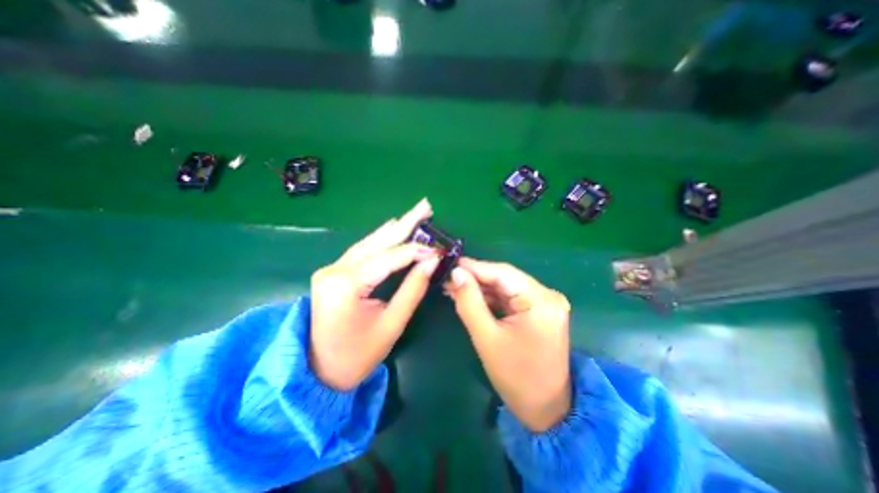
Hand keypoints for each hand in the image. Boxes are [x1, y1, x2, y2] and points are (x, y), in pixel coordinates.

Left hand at [313, 198, 442, 390]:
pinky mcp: (334, 272)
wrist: (319, 372)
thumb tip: (432, 262)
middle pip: (378, 241)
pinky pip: (363, 250)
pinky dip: (382, 240)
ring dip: (395, 228)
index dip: (416, 251)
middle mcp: (335, 269)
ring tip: (415, 214)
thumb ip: (413, 289)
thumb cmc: (357, 356)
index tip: (438, 249)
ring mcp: (332, 268)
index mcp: (346, 284)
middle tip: (425, 206)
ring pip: (370, 242)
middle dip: (405, 223)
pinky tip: (394, 229)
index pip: (390, 258)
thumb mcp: (391, 324)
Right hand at [444, 257, 574, 430]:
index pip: (502, 273)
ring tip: (453, 286)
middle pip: (504, 278)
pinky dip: (489, 298)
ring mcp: (544, 302)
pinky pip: (509, 298)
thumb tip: (456, 273)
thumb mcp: (487, 338)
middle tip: (447, 277)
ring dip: (480, 288)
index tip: (449, 263)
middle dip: (474, 278)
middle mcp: (547, 295)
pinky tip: (470, 297)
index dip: (474, 266)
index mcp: (541, 300)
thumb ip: (469, 302)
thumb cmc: (516, 377)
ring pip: (505, 287)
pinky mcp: (538, 310)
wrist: (545, 409)